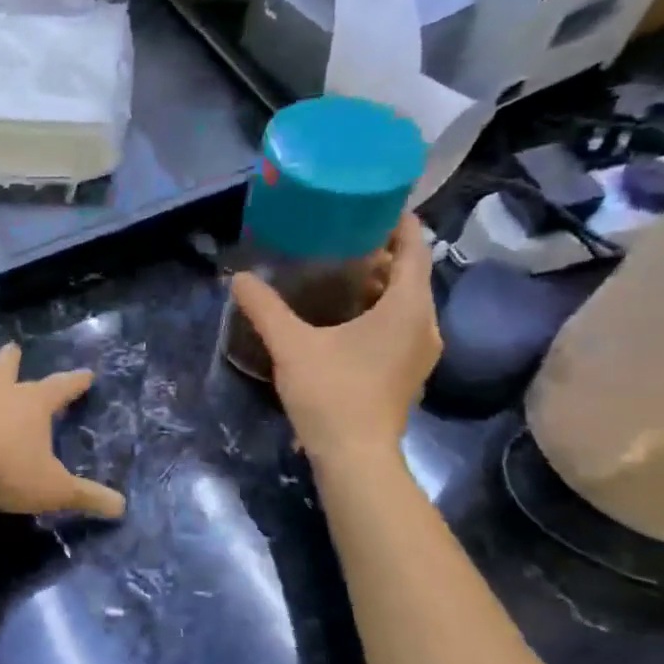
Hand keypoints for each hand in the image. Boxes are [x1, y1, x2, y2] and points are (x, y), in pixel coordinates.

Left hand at [0, 345, 126, 518]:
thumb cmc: (9, 472)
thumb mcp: (55, 489)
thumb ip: (87, 496)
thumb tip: (122, 508)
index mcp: (30, 405)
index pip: (60, 388)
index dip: (74, 382)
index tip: (86, 374)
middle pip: (5, 370)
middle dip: (10, 361)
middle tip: (11, 347)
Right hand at [230, 215, 440, 463]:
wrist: (355, 457)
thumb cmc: (331, 393)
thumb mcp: (291, 345)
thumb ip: (265, 308)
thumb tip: (239, 278)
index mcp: (407, 307)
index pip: (414, 248)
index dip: (398, 223)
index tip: (372, 206)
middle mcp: (425, 324)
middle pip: (410, 275)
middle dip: (380, 256)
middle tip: (340, 240)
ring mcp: (420, 352)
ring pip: (404, 304)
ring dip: (377, 287)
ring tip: (337, 275)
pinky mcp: (408, 373)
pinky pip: (399, 327)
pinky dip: (377, 313)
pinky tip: (342, 320)